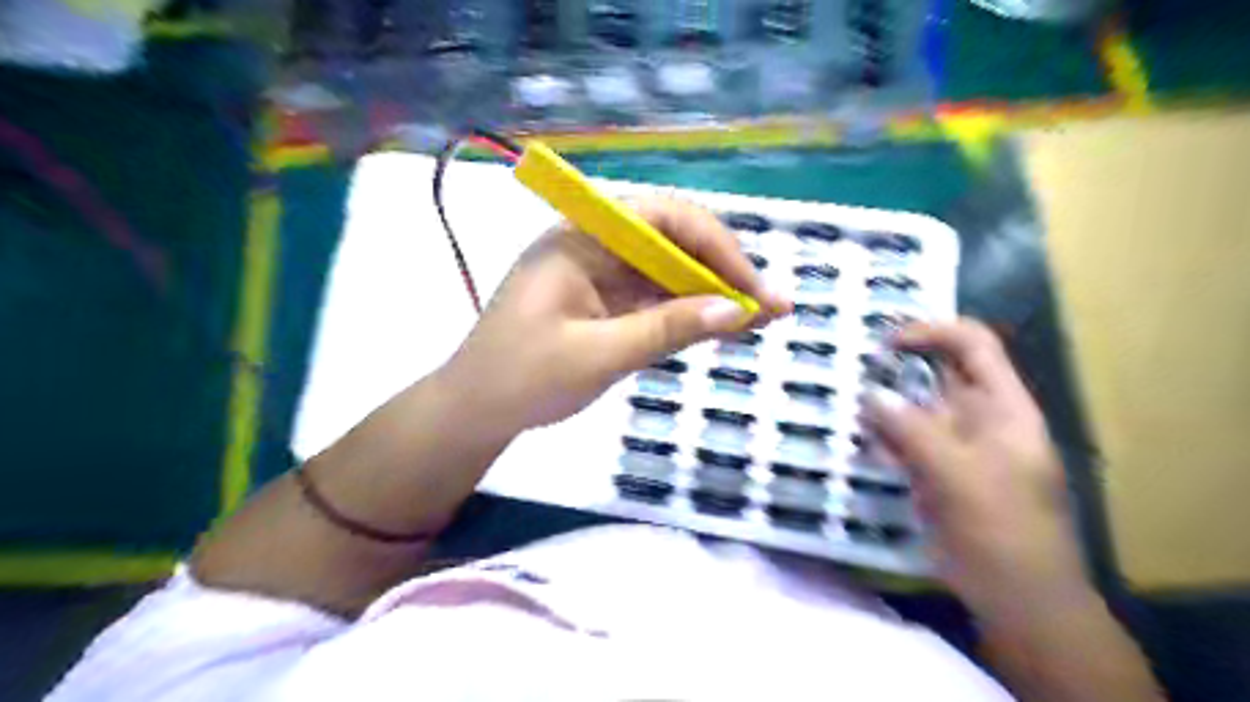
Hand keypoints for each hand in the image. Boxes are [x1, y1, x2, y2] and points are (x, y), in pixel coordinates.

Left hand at [443, 197, 783, 434]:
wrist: (475, 411)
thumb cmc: (523, 378)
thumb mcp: (599, 355)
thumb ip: (668, 329)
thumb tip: (740, 311)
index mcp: (582, 238)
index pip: (663, 218)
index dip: (717, 247)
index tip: (752, 288)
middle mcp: (595, 245)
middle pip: (673, 241)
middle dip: (723, 271)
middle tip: (771, 306)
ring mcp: (600, 274)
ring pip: (669, 272)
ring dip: (712, 294)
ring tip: (760, 318)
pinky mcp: (604, 303)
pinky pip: (655, 298)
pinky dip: (688, 313)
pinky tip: (721, 326)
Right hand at [866, 318, 1091, 620]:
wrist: (1019, 600)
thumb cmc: (1003, 533)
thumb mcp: (959, 477)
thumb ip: (912, 431)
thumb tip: (870, 393)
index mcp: (1003, 408)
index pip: (973, 346)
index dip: (932, 332)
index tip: (885, 342)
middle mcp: (978, 418)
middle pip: (936, 374)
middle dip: (896, 367)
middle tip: (851, 369)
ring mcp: (954, 445)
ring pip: (914, 408)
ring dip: (883, 404)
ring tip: (847, 407)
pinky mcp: (934, 471)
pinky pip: (903, 441)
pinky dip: (881, 438)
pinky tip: (861, 445)